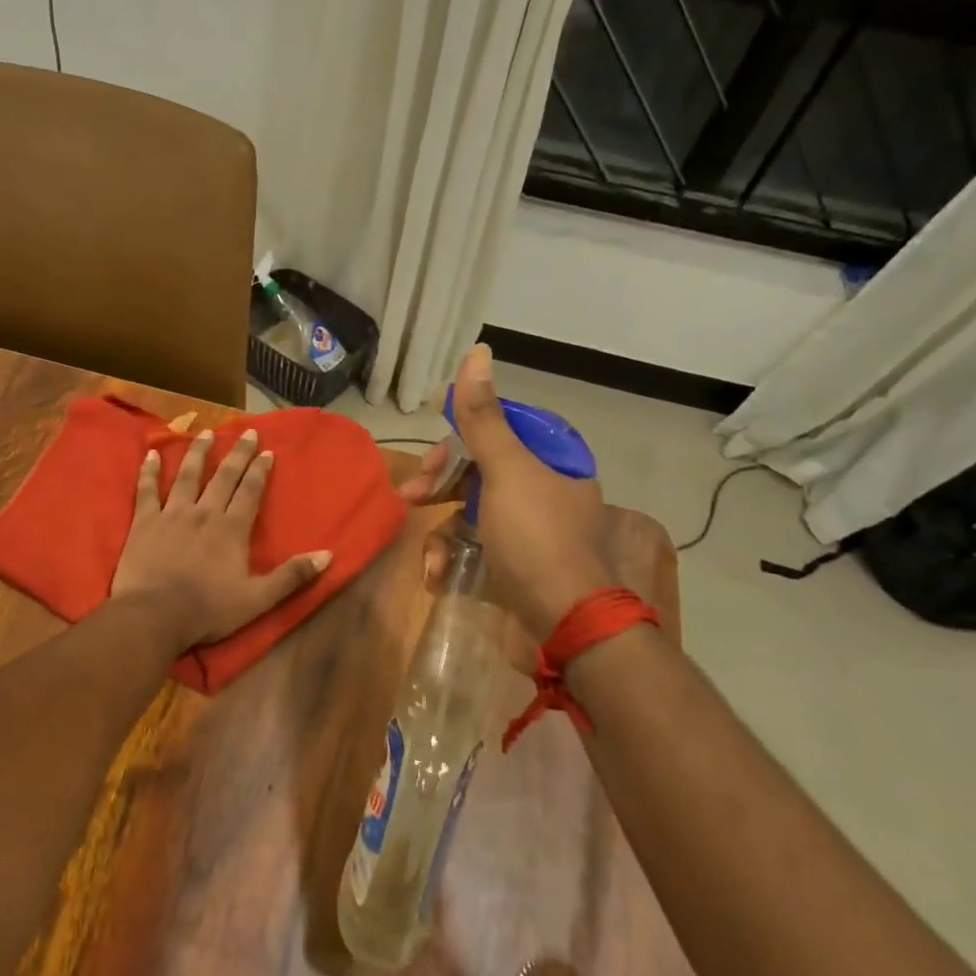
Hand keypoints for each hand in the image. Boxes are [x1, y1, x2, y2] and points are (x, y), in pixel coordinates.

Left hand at [112, 429, 332, 648]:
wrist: (155, 615)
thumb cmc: (208, 610)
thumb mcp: (258, 599)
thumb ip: (292, 576)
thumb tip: (327, 555)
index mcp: (232, 529)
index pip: (250, 491)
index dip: (259, 471)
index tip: (266, 451)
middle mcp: (204, 513)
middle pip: (224, 476)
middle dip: (237, 453)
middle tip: (247, 432)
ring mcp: (172, 514)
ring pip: (187, 475)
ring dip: (198, 452)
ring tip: (205, 433)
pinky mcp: (144, 522)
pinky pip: (147, 490)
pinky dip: (149, 471)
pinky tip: (151, 455)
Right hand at [400, 345, 612, 635]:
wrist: (564, 623)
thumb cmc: (535, 538)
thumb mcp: (506, 471)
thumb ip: (483, 417)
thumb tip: (477, 352)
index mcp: (550, 461)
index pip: (498, 430)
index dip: (459, 438)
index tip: (431, 455)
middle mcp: (542, 490)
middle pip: (478, 470)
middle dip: (440, 483)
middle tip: (411, 495)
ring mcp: (526, 531)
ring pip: (469, 511)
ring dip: (439, 529)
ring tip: (426, 554)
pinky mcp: (513, 565)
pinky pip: (473, 548)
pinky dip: (451, 558)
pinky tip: (437, 575)